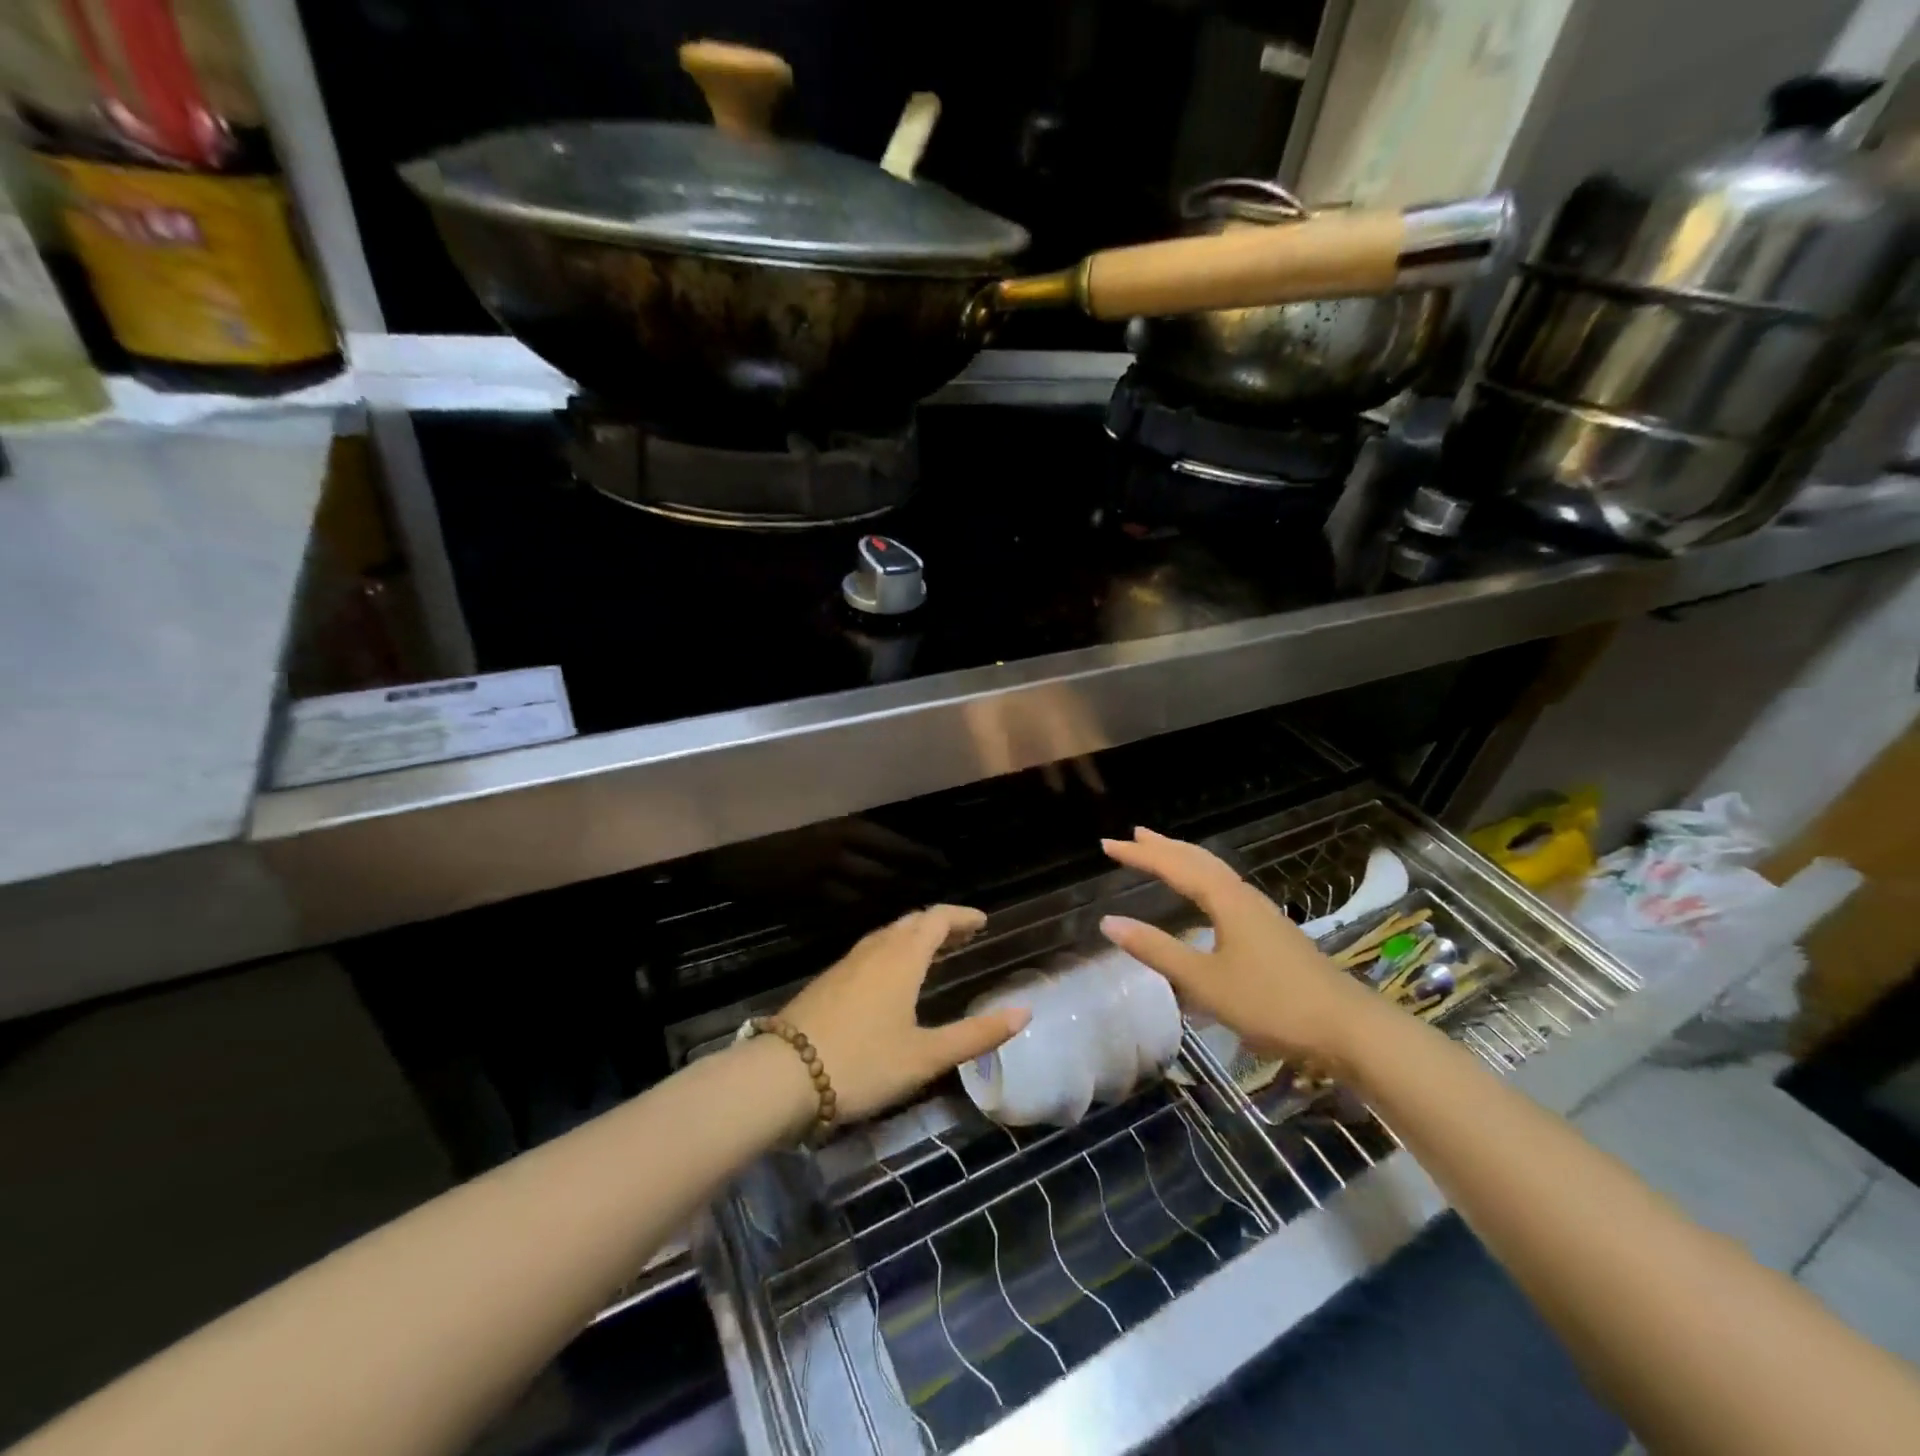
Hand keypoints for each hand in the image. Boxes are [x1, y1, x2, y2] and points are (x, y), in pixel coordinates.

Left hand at [781, 905, 1029, 1122]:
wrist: (784, 1076)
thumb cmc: (863, 1063)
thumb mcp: (926, 1056)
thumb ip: (976, 1035)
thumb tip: (1023, 1013)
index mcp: (903, 957)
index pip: (937, 919)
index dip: (962, 916)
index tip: (982, 922)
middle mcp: (875, 950)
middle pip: (912, 922)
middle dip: (941, 923)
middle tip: (964, 935)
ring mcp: (847, 963)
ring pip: (888, 935)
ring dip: (915, 935)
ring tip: (934, 951)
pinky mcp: (829, 980)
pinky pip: (870, 950)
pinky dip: (893, 950)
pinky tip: (892, 976)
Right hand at [1097, 828, 1383, 1069]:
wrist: (1348, 1028)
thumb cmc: (1272, 1003)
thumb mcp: (1205, 981)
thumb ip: (1157, 950)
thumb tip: (1109, 922)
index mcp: (1226, 901)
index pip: (1174, 867)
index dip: (1140, 855)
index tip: (1107, 845)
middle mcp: (1243, 897)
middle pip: (1198, 860)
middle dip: (1164, 847)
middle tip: (1133, 835)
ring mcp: (1262, 913)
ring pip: (1216, 872)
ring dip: (1185, 858)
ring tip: (1163, 852)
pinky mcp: (1272, 931)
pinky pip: (1226, 888)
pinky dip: (1203, 877)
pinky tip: (1206, 894)